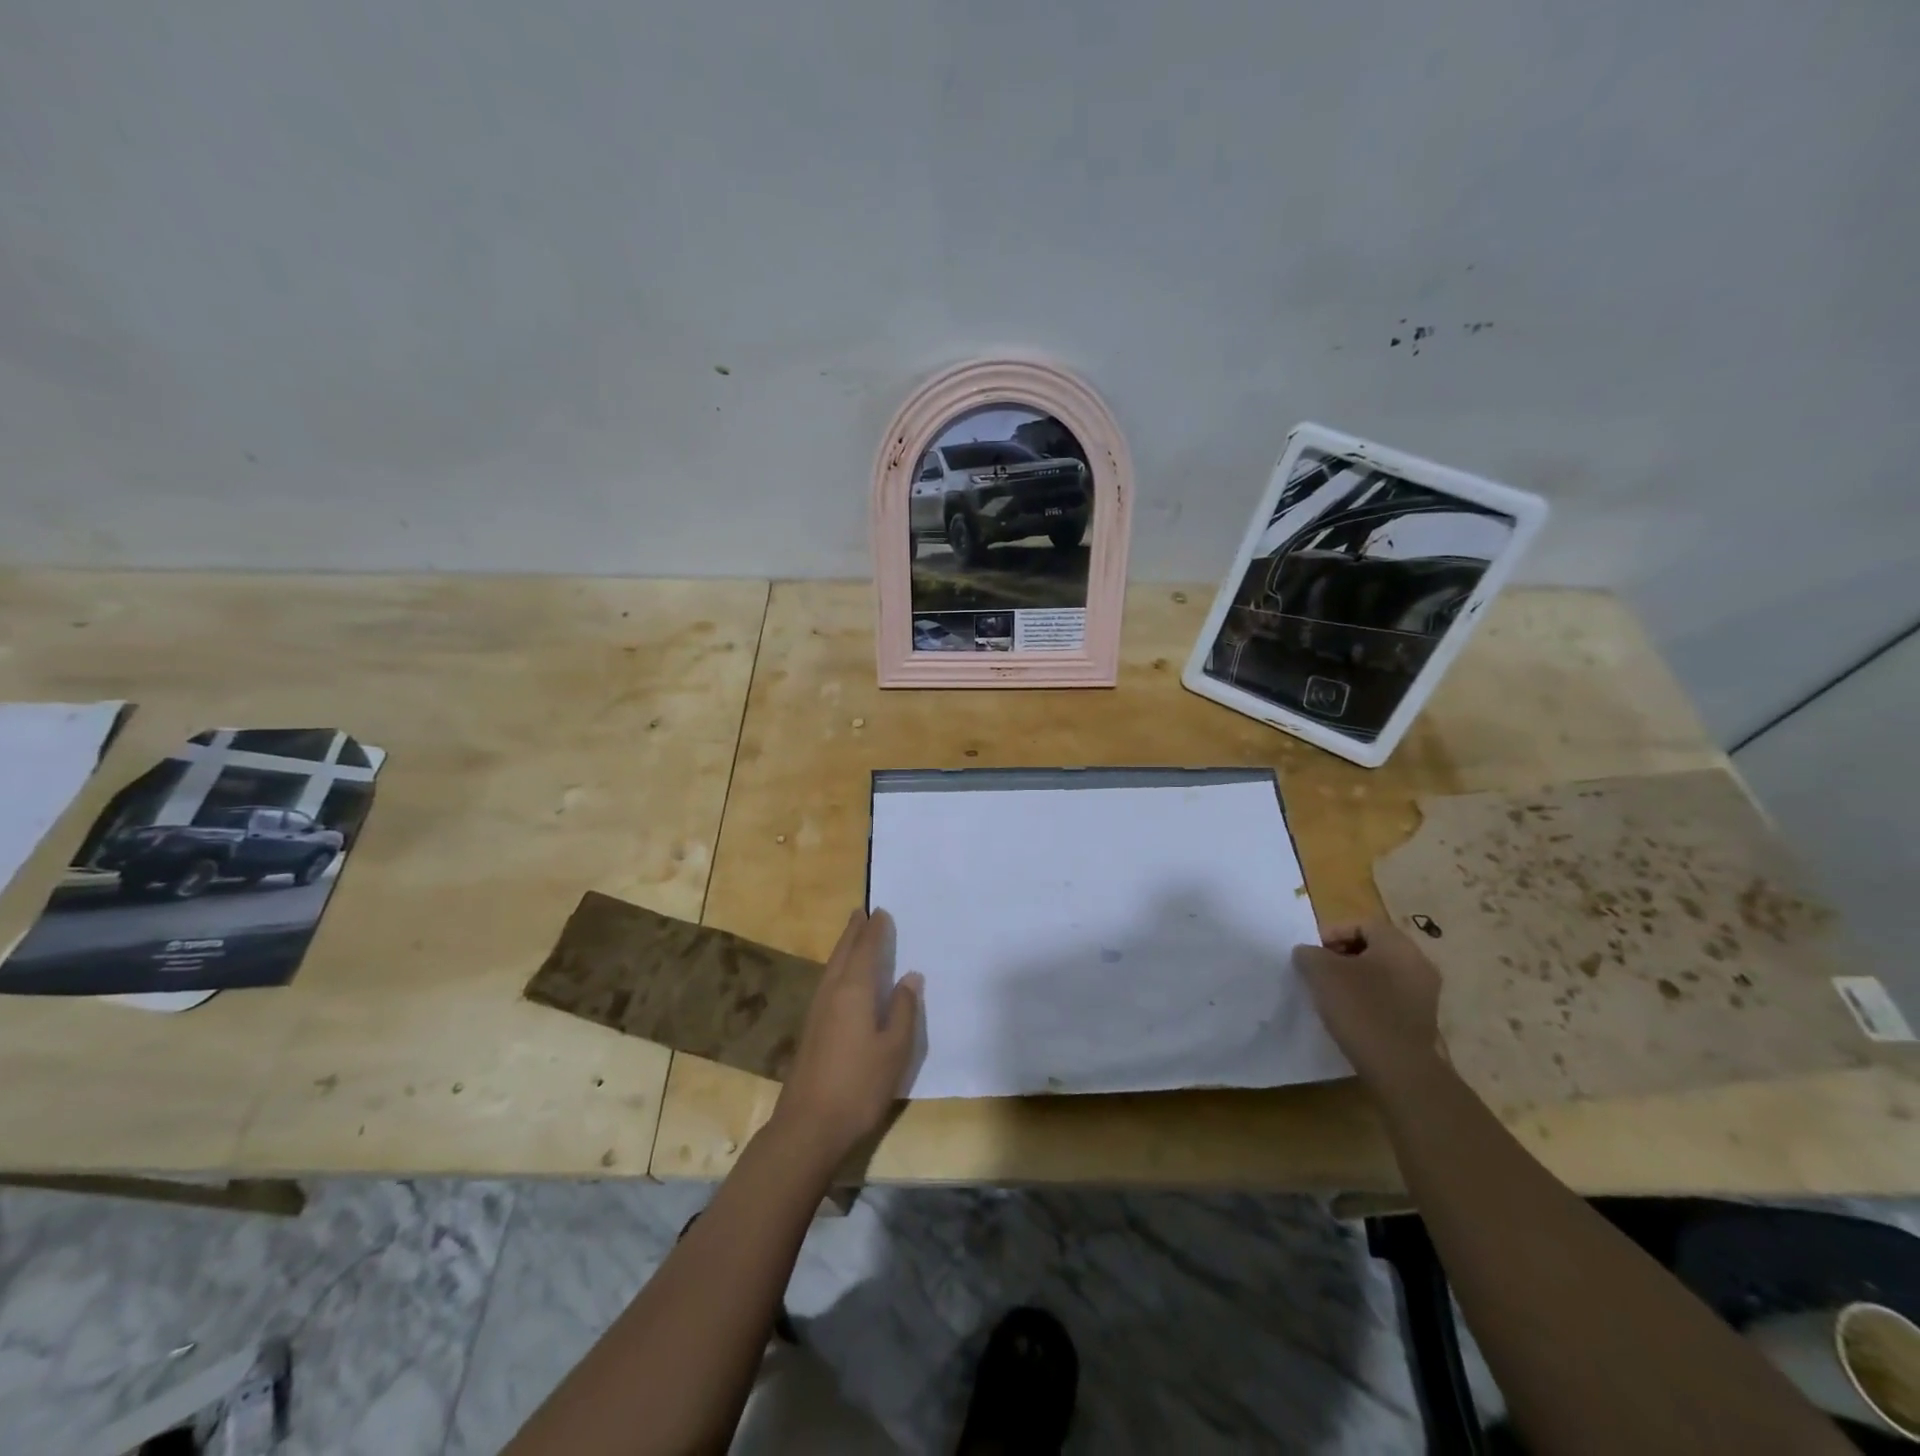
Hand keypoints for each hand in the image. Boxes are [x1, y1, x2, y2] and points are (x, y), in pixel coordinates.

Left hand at [772, 908, 922, 1167]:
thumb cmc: (859, 1085)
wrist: (809, 1125)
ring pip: (832, 967)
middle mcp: (832, 992)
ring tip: (853, 935)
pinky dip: (838, 967)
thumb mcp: (895, 1049)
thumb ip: (904, 1010)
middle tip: (862, 912)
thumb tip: (910, 976)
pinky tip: (843, 978)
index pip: (866, 950)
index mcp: (854, 990)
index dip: (875, 931)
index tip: (881, 912)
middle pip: (844, 952)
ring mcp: (817, 1010)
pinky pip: (827, 982)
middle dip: (854, 932)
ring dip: (844, 947)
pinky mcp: (811, 1029)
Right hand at [1293, 918, 1443, 1091]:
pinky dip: (1369, 999)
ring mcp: (1424, 993)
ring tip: (1331, 995)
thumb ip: (1309, 953)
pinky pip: (1390, 997)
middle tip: (1319, 972)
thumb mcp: (1321, 972)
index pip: (1361, 924)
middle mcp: (1418, 963)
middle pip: (1373, 947)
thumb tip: (1309, 953)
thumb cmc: (1360, 1009)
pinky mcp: (1422, 1019)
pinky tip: (1351, 1015)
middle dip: (1342, 956)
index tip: (1312, 955)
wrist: (1399, 1069)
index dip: (1332, 933)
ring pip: (1381, 973)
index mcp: (1398, 945)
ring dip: (1355, 978)